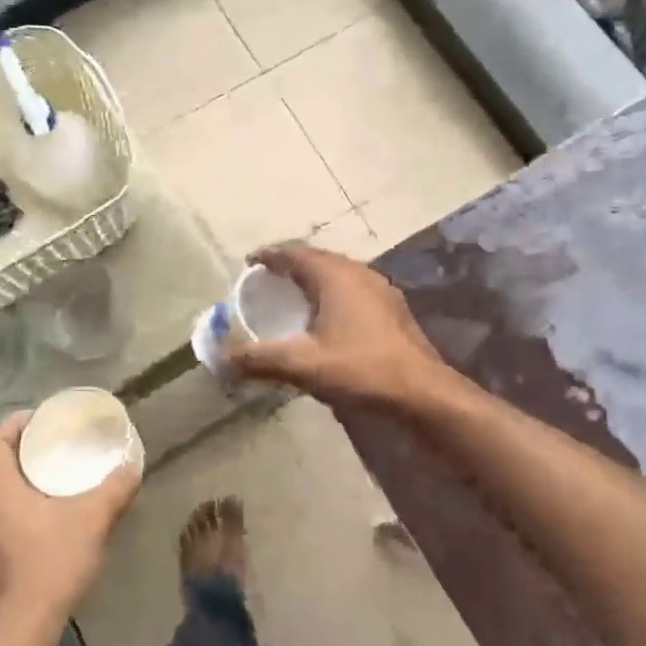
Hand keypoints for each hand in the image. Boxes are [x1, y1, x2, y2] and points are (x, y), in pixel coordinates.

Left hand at [0, 411, 140, 629]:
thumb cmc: (51, 563)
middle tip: (62, 437)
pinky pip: (15, 505)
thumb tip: (132, 465)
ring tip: (66, 465)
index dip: (13, 422)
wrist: (26, 626)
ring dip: (32, 470)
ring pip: (7, 484)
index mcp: (1, 488)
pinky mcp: (5, 546)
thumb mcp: (91, 520)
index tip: (43, 419)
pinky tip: (64, 503)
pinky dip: (35, 493)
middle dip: (28, 443)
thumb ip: (114, 489)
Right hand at [224, 243, 446, 409]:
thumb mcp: (303, 365)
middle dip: (289, 267)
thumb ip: (259, 359)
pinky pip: (352, 291)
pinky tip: (327, 320)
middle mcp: (359, 273)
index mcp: (336, 275)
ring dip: (312, 282)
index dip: (269, 255)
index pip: (294, 252)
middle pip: (316, 260)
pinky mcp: (392, 310)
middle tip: (266, 282)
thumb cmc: (361, 369)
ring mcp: (380, 290)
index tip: (249, 264)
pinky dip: (331, 296)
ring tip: (292, 299)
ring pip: (337, 275)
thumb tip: (222, 359)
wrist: (423, 393)